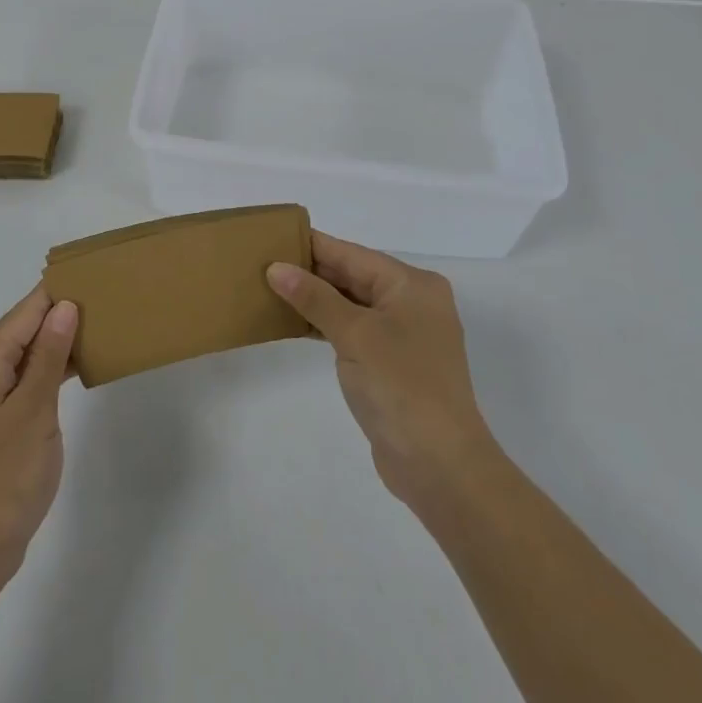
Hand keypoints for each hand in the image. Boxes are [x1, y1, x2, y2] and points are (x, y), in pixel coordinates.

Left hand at [0, 287, 77, 595]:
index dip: (61, 292)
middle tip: (110, 303)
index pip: (27, 310)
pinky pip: (24, 380)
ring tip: (103, 328)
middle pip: (25, 327)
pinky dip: (49, 372)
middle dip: (63, 314)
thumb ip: (48, 355)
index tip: (97, 277)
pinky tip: (78, 369)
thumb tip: (64, 305)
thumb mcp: (33, 411)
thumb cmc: (2, 476)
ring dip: (59, 344)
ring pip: (26, 354)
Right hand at [268, 233, 492, 518]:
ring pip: (350, 303)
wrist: (440, 466)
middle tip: (261, 263)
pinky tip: (293, 322)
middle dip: (309, 272)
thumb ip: (314, 297)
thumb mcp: (354, 334)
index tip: (270, 236)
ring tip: (268, 288)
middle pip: (352, 275)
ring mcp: (404, 334)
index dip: (310, 246)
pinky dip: (326, 324)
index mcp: (411, 285)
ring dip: (314, 299)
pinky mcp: (393, 362)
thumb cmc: (400, 386)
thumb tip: (276, 268)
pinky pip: (353, 329)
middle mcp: (412, 302)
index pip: (351, 254)